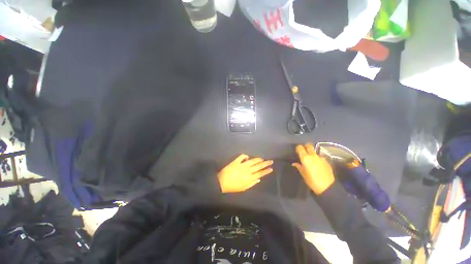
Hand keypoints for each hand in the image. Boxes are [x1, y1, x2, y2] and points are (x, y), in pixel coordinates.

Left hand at [218, 154, 273, 192]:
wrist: (222, 182)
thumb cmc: (233, 187)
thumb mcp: (243, 188)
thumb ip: (252, 183)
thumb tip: (259, 179)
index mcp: (249, 178)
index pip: (260, 173)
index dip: (266, 171)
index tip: (271, 168)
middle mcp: (247, 170)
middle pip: (258, 166)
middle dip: (265, 163)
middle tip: (271, 161)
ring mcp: (241, 165)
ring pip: (252, 161)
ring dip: (257, 159)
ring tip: (262, 158)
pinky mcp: (236, 161)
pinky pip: (241, 156)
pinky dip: (245, 156)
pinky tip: (247, 156)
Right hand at [292, 144, 334, 194]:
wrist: (327, 187)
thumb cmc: (312, 181)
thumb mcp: (303, 174)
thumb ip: (299, 166)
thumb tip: (295, 163)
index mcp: (305, 158)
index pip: (300, 147)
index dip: (298, 148)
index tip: (297, 152)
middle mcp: (313, 155)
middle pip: (309, 145)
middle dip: (306, 147)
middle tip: (304, 152)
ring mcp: (321, 158)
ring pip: (315, 152)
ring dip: (312, 154)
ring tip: (311, 160)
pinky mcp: (327, 161)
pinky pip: (320, 157)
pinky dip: (318, 159)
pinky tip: (318, 165)